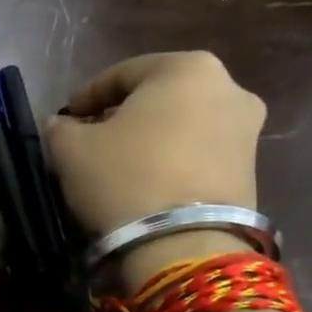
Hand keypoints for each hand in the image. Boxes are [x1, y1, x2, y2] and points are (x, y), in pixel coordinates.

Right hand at [44, 52, 265, 289]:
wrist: (183, 244)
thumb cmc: (123, 176)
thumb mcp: (70, 147)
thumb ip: (60, 126)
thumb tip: (63, 125)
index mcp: (187, 68)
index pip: (122, 73)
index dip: (87, 96)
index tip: (66, 117)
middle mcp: (229, 88)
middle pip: (158, 97)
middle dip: (123, 114)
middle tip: (92, 137)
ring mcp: (247, 130)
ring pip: (181, 124)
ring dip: (149, 137)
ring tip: (117, 163)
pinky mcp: (252, 169)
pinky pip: (199, 152)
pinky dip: (172, 159)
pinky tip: (145, 181)